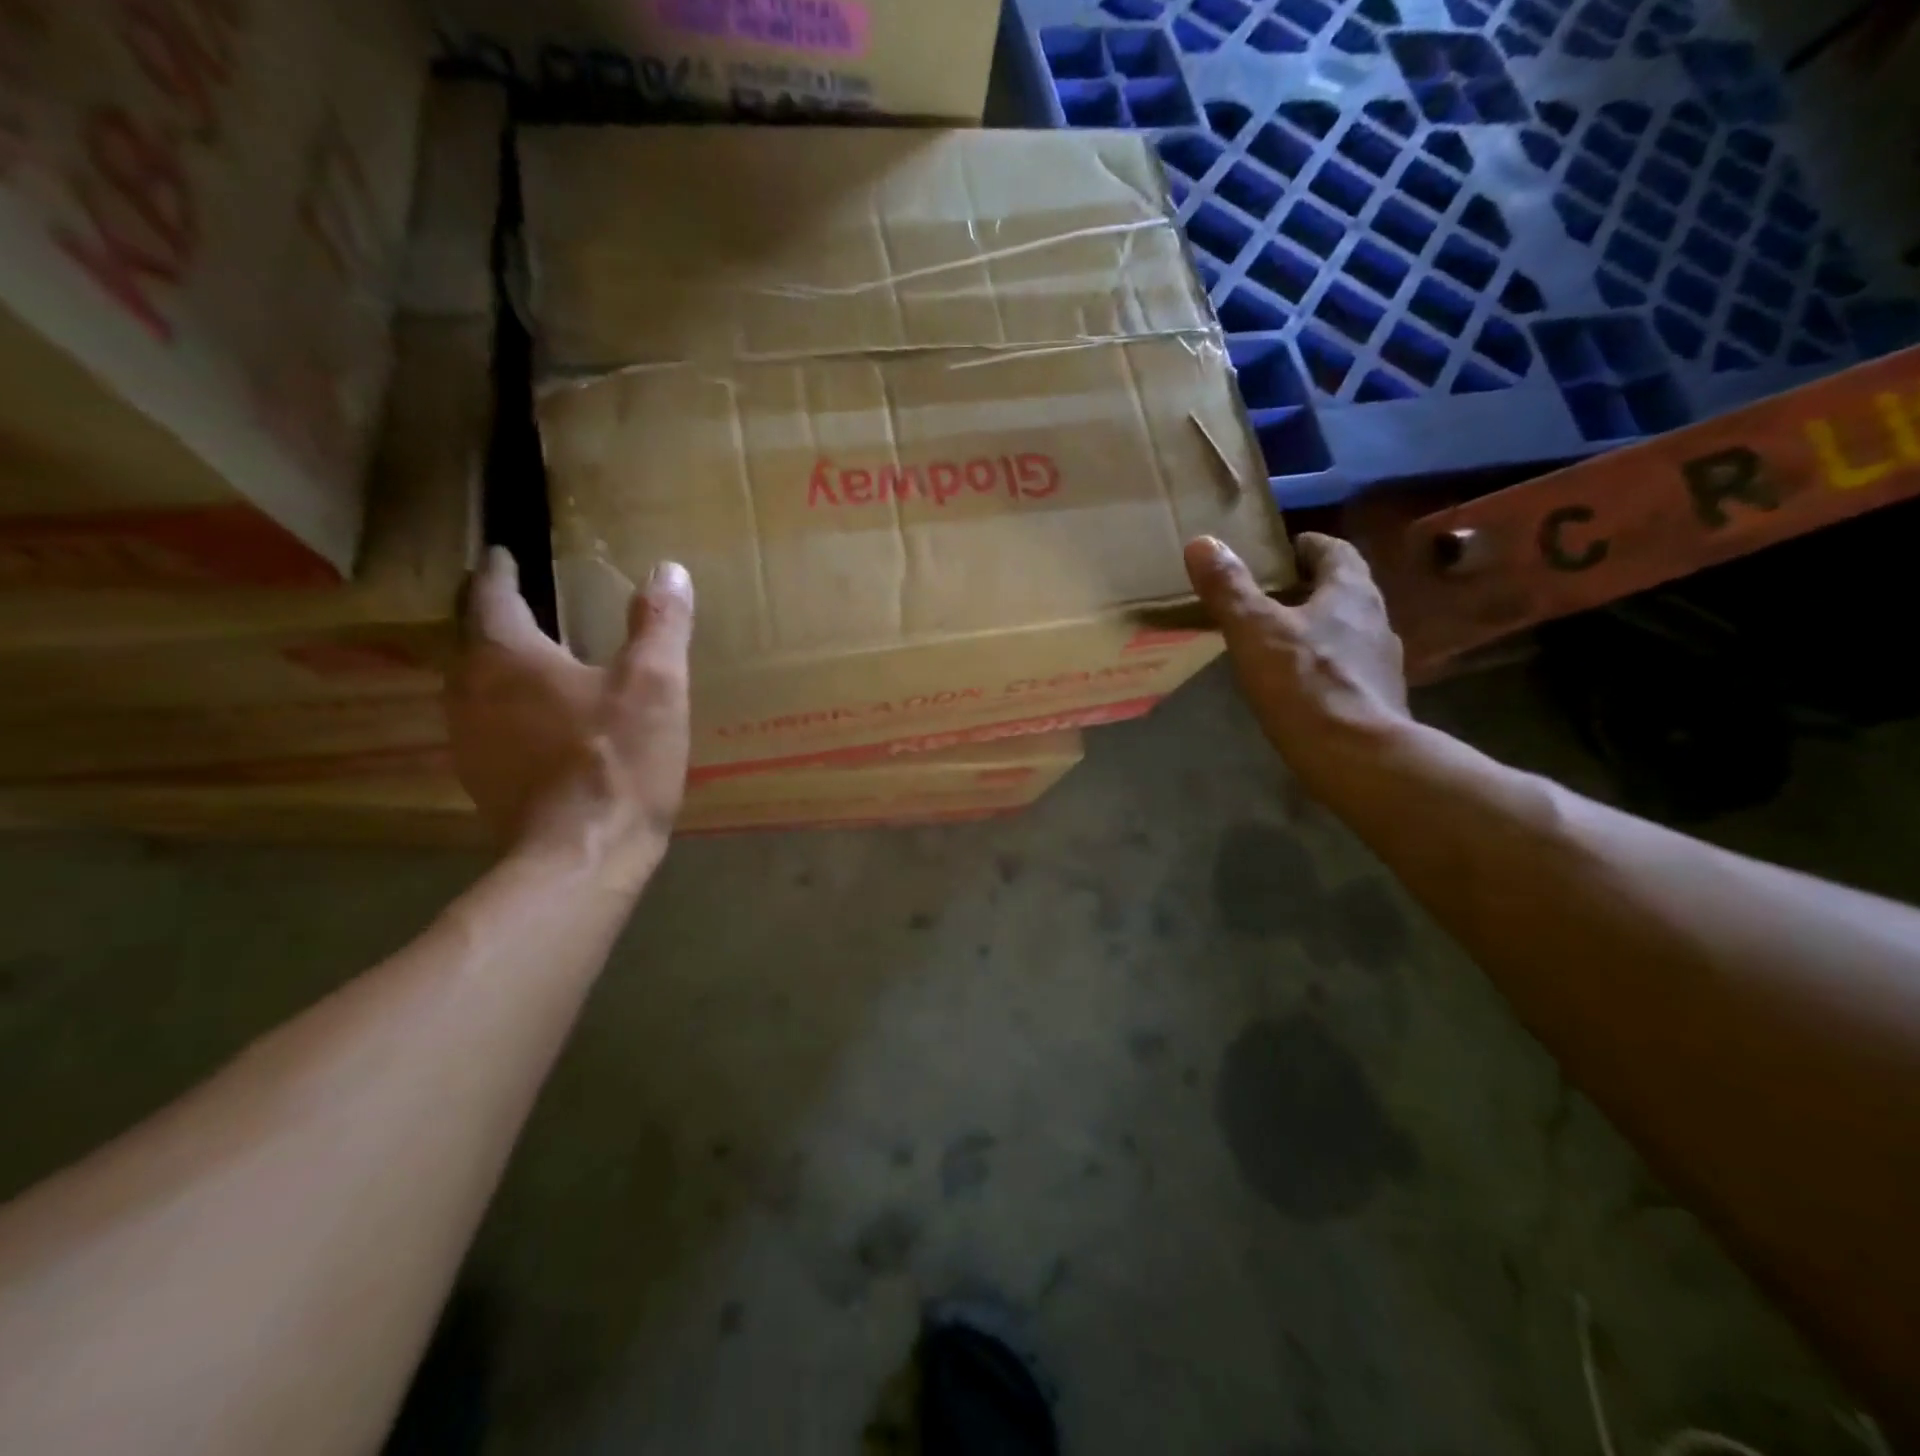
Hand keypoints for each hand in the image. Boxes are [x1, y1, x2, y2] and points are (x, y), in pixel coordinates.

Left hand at [447, 548, 693, 885]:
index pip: (492, 596)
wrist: (582, 856)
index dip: (499, 572)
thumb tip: (668, 570)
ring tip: (529, 660)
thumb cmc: (616, 760)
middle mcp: (471, 692)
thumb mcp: (655, 683)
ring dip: (497, 667)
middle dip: (494, 618)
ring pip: (475, 686)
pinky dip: (508, 711)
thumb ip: (660, 624)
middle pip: (474, 641)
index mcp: (506, 658)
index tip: (503, 555)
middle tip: (519, 603)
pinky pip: (488, 727)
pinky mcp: (483, 782)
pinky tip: (538, 724)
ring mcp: (470, 742)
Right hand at [1184, 532, 1410, 788]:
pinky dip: (1326, 664)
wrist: (1357, 757)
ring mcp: (1382, 662)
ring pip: (1349, 630)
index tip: (1286, 548)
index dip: (1310, 545)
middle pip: (1345, 590)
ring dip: (1321, 627)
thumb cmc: (1304, 683)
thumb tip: (1201, 542)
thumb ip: (1229, 588)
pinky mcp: (1379, 699)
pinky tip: (1300, 682)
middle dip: (1312, 587)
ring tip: (1281, 637)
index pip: (1336, 552)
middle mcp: (1376, 619)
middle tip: (1273, 592)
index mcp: (1350, 592)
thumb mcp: (1254, 630)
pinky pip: (1349, 668)